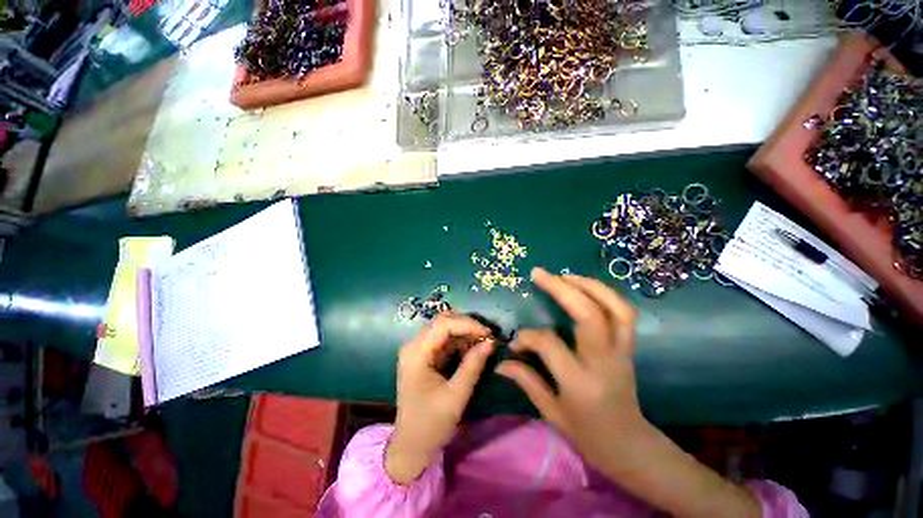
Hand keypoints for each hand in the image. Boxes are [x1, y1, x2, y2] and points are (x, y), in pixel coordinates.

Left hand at [386, 313, 494, 484]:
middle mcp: (414, 345)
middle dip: (467, 325)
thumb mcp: (456, 396)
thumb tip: (491, 342)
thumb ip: (473, 366)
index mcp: (416, 353)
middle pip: (443, 321)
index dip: (467, 324)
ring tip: (484, 342)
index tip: (488, 333)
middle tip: (488, 336)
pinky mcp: (426, 356)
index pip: (443, 324)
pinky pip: (445, 340)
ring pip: (445, 328)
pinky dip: (461, 341)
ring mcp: (419, 349)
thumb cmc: (431, 424)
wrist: (412, 446)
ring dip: (465, 332)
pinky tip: (473, 350)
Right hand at [496, 267, 648, 471]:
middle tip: (539, 273)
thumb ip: (526, 381)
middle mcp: (603, 362)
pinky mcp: (629, 347)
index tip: (516, 342)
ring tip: (564, 276)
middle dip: (562, 289)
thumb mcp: (552, 413)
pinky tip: (586, 287)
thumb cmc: (587, 433)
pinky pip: (624, 313)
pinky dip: (606, 294)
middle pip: (588, 315)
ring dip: (588, 285)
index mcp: (580, 383)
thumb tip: (501, 363)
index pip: (550, 344)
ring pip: (614, 308)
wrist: (630, 445)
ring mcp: (621, 352)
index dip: (528, 337)